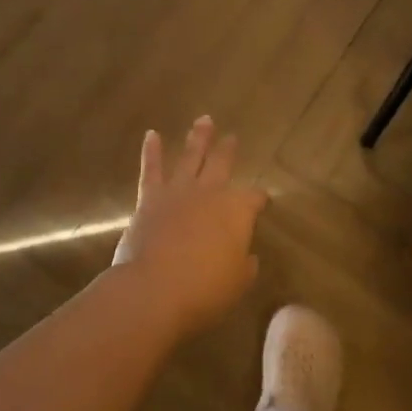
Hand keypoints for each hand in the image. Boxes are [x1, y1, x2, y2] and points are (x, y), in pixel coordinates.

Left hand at [112, 117, 267, 333]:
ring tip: (204, 120)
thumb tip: (246, 257)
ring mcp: (178, 192)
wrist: (155, 289)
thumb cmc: (204, 290)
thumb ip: (243, 265)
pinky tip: (152, 135)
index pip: (254, 198)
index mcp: (237, 211)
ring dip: (198, 138)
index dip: (259, 199)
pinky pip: (151, 169)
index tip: (262, 201)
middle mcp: (210, 193)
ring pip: (190, 157)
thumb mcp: (237, 282)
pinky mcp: (149, 199)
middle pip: (222, 165)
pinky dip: (152, 151)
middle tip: (232, 136)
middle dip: (228, 151)